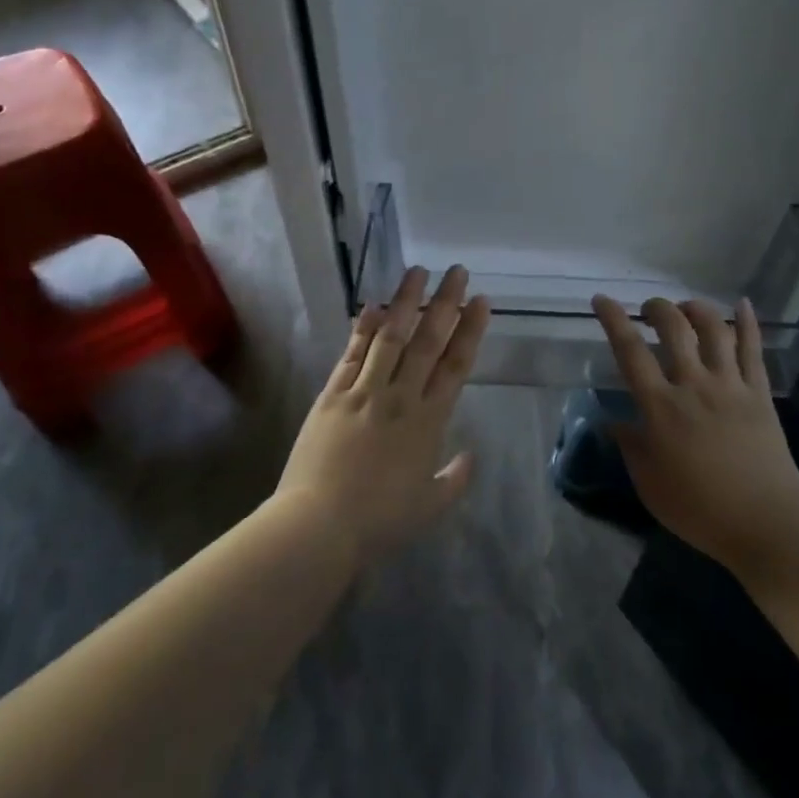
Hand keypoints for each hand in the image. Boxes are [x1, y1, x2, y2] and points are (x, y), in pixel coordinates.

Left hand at [277, 265, 490, 563]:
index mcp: (429, 421)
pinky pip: (351, 354)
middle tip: (457, 272)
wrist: (319, 525)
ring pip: (390, 337)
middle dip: (444, 303)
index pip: (456, 365)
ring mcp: (364, 392)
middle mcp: (400, 397)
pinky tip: (371, 306)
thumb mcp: (430, 506)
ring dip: (405, 302)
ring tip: (417, 272)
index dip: (470, 330)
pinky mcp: (332, 395)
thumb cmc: (379, 521)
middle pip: (427, 341)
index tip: (480, 301)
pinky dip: (362, 329)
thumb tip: (470, 455)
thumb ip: (455, 479)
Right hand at [593, 295, 798, 578]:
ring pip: (714, 330)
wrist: (766, 521)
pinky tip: (743, 304)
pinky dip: (748, 322)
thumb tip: (614, 422)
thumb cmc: (699, 508)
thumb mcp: (649, 483)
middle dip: (657, 308)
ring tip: (686, 308)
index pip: (630, 351)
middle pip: (674, 328)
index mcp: (661, 407)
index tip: (601, 300)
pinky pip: (753, 349)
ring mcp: (730, 385)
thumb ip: (630, 446)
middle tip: (649, 310)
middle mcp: (694, 385)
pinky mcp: (759, 392)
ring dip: (696, 309)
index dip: (613, 320)